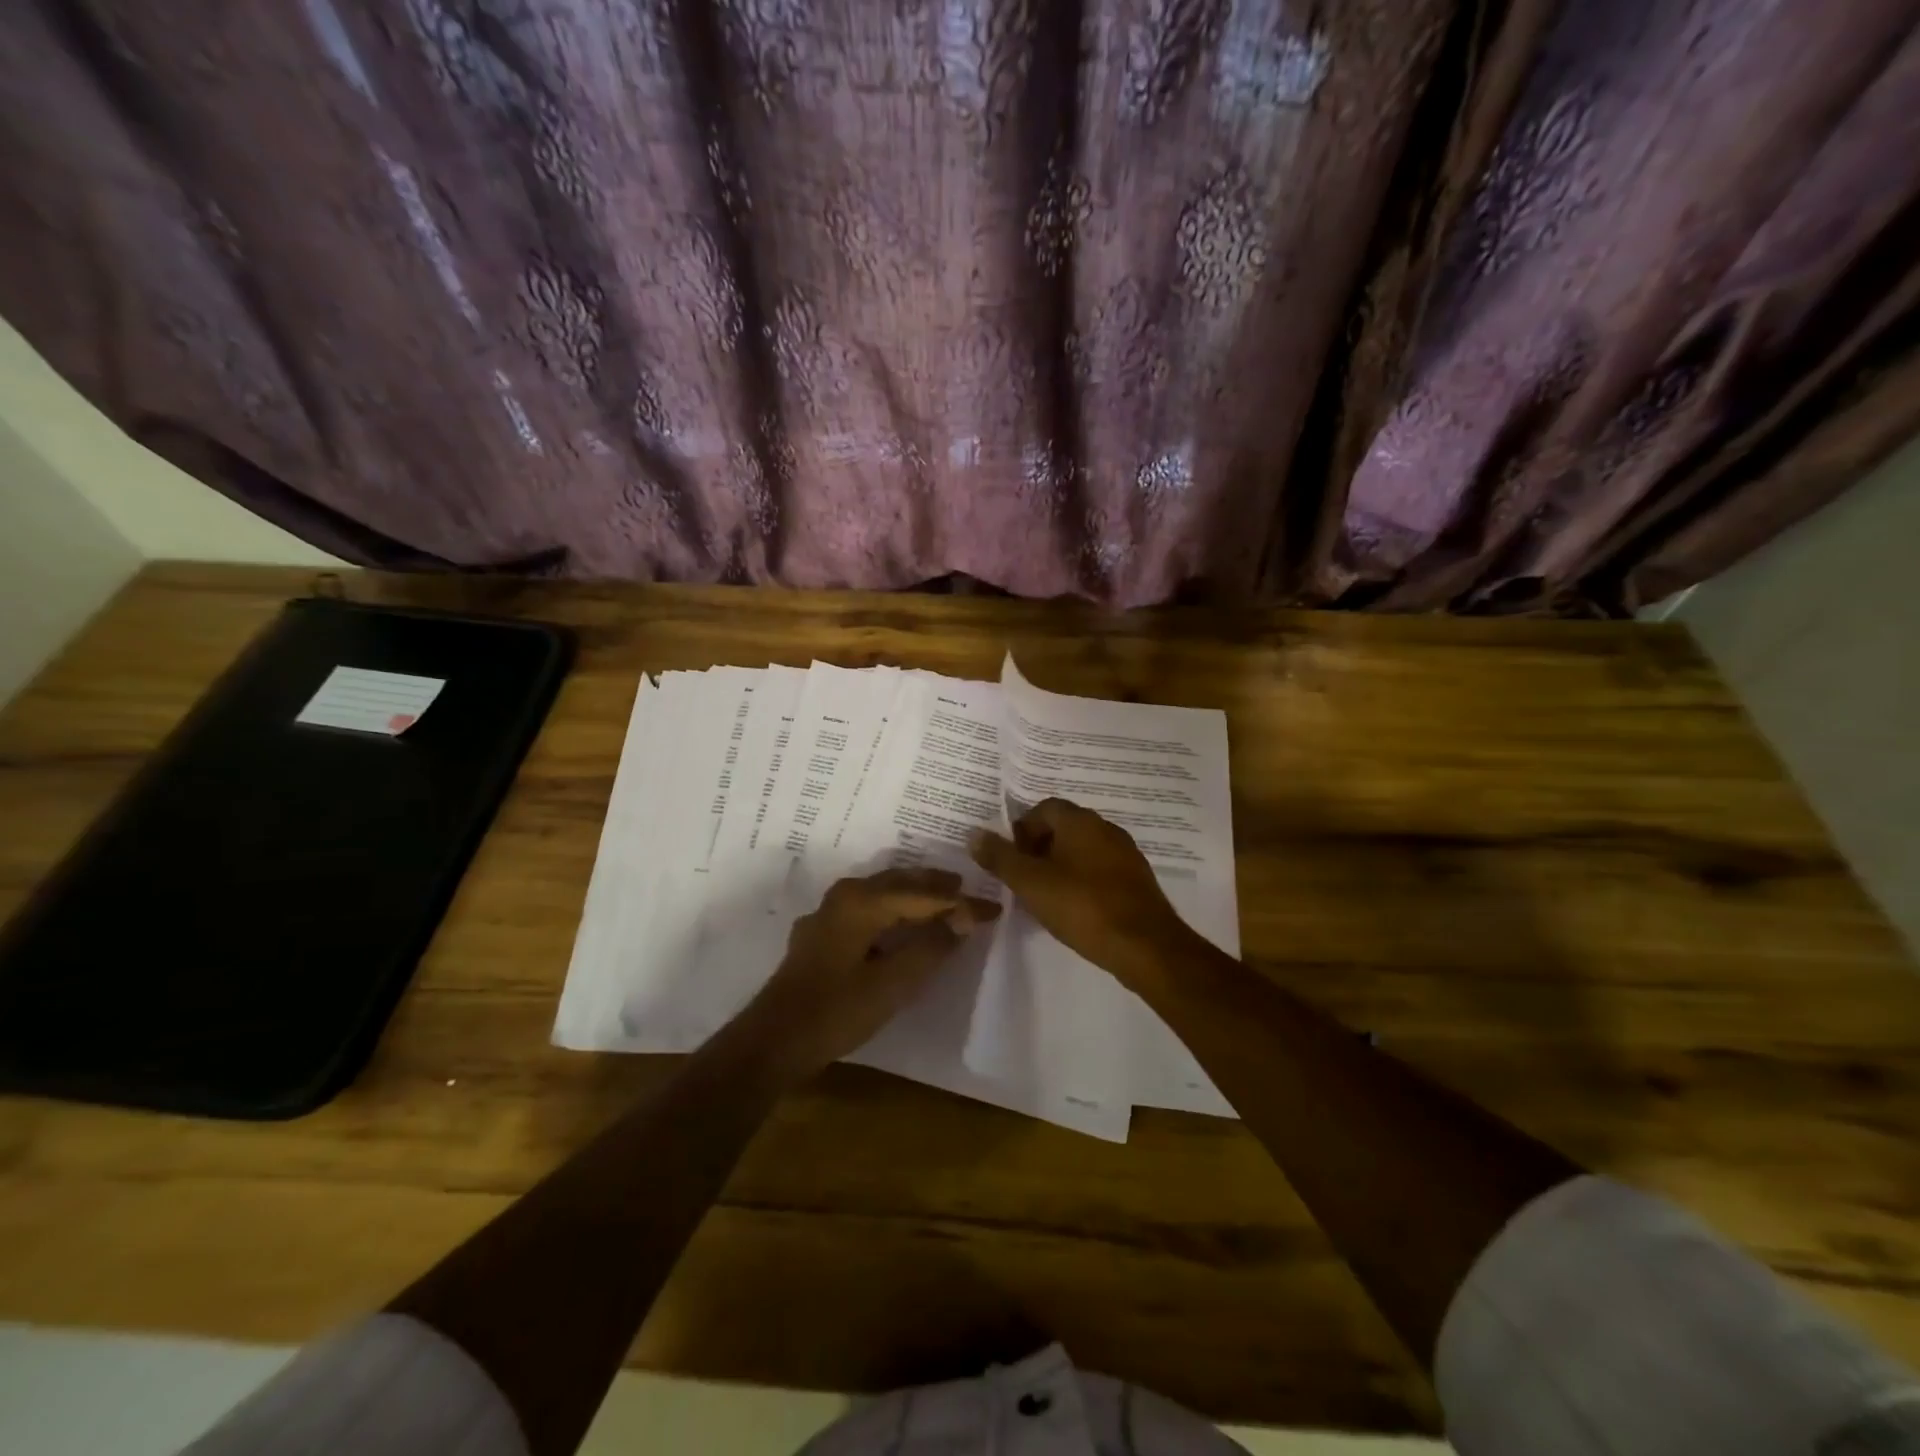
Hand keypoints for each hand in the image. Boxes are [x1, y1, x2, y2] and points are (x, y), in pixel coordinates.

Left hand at [738, 868, 1000, 1079]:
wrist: (774, 1041)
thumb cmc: (837, 1011)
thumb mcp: (893, 984)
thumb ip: (931, 946)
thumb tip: (965, 916)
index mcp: (862, 901)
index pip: (924, 895)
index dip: (961, 902)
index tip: (994, 908)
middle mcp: (844, 895)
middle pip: (900, 882)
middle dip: (937, 886)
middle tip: (970, 890)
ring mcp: (829, 912)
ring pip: (881, 891)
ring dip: (914, 893)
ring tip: (944, 898)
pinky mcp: (822, 932)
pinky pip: (867, 906)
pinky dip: (893, 907)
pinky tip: (901, 920)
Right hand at [970, 799, 1191, 987]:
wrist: (1145, 946)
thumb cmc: (1082, 907)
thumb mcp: (1031, 883)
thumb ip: (1000, 858)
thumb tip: (974, 835)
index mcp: (1081, 821)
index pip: (1044, 808)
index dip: (1022, 830)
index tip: (1011, 859)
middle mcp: (1106, 828)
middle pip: (1063, 828)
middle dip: (1039, 849)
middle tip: (1023, 880)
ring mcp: (1125, 854)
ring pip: (1082, 851)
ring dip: (1060, 867)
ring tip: (1044, 898)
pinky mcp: (1136, 881)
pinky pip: (1100, 871)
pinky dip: (1082, 882)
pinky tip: (1074, 910)